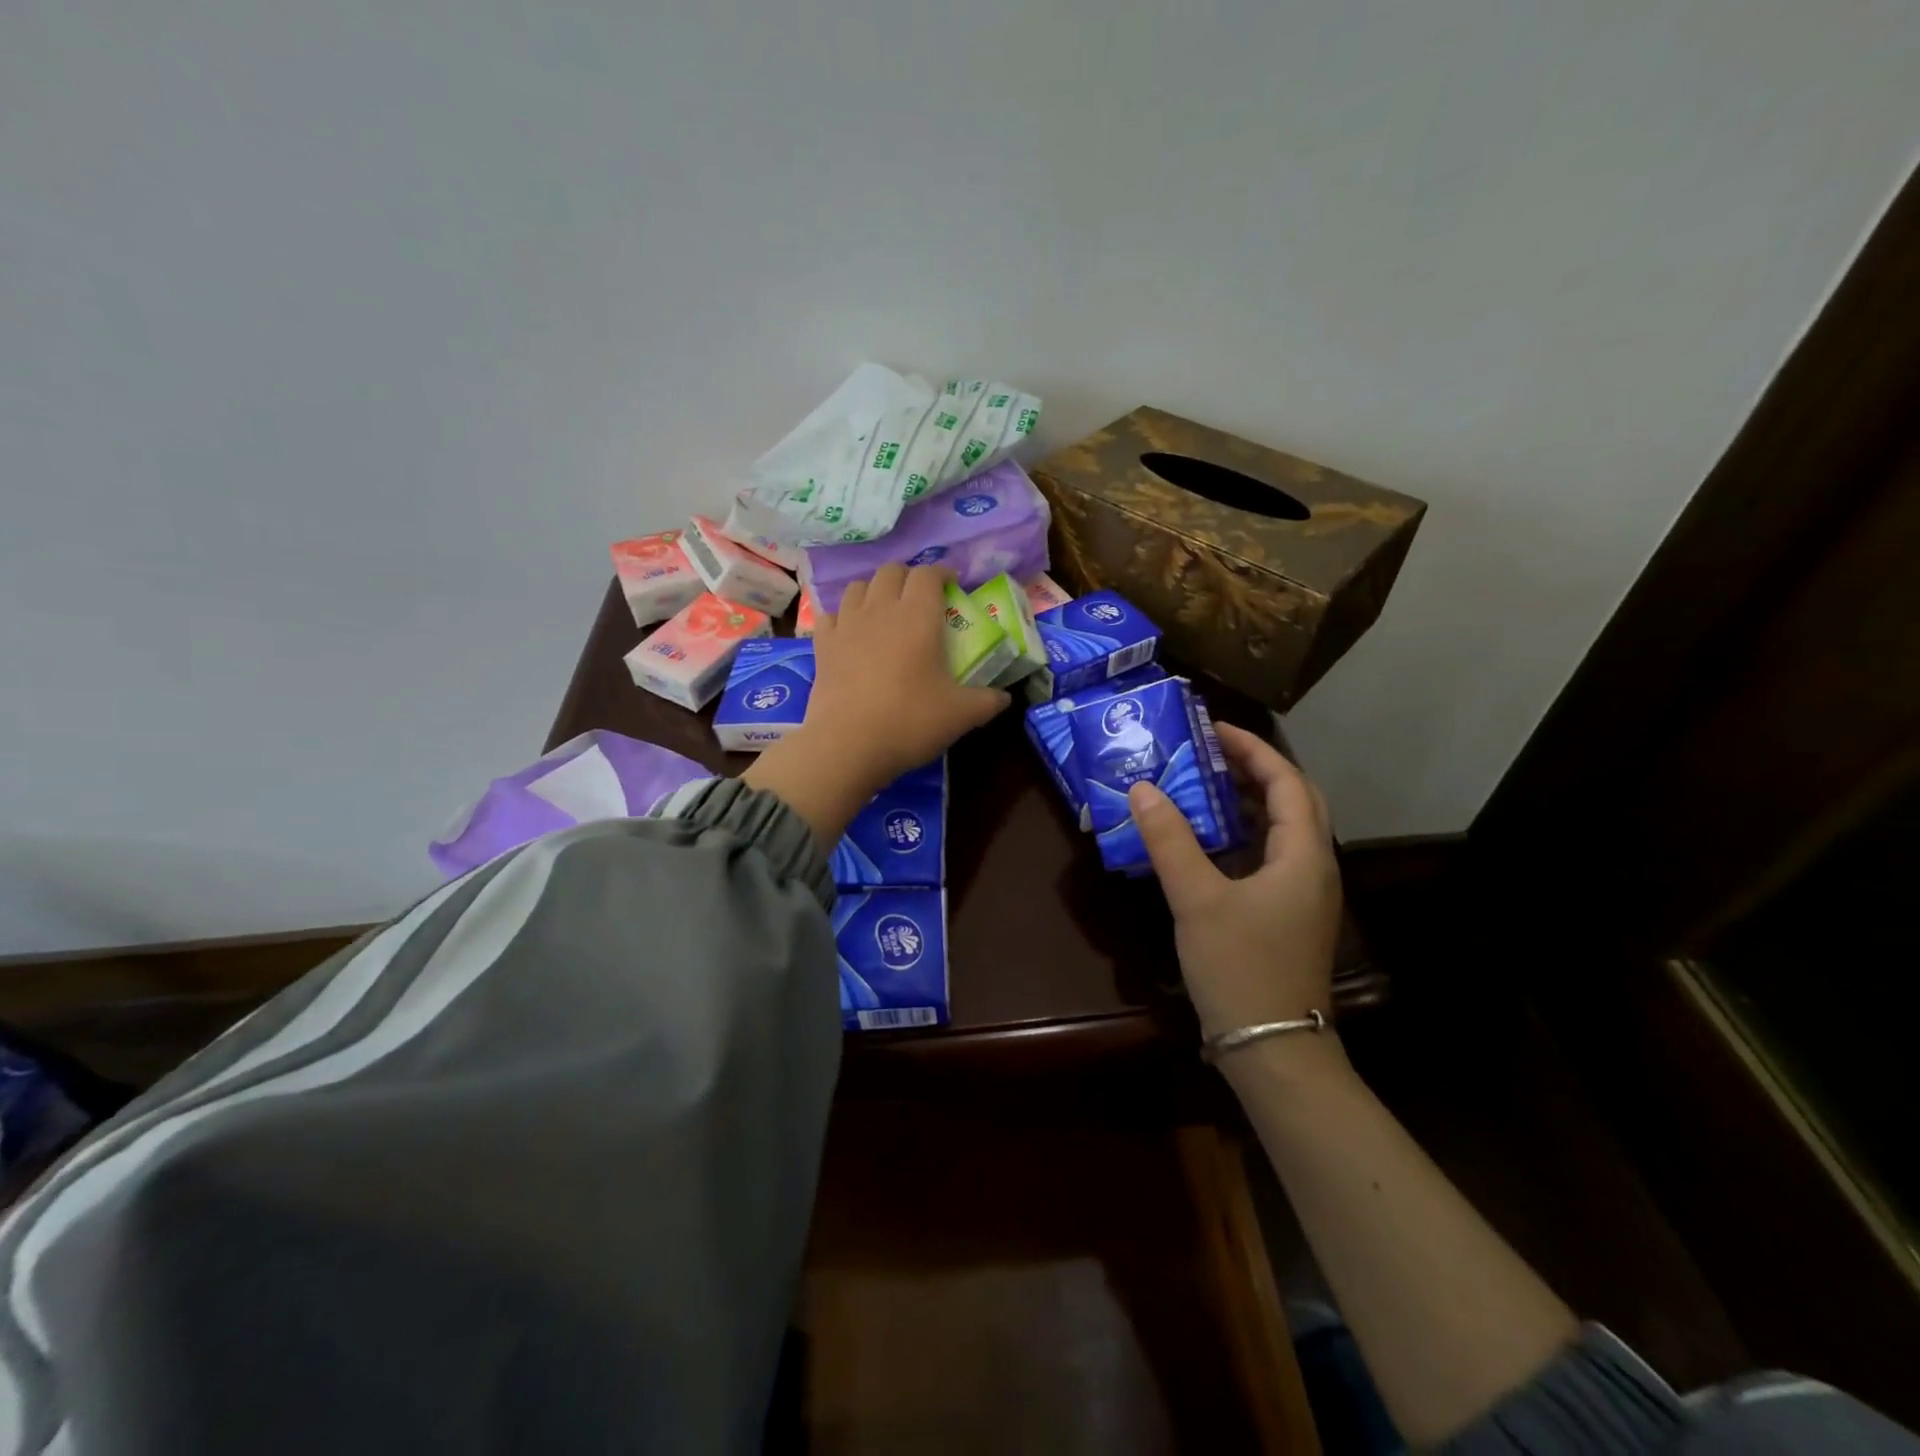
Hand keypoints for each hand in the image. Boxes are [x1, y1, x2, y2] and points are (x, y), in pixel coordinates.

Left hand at [805, 564, 1010, 786]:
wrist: (848, 745)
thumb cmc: (910, 721)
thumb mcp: (961, 715)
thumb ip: (988, 701)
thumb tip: (1006, 698)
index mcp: (918, 616)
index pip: (928, 574)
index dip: (942, 573)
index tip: (952, 585)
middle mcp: (880, 609)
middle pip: (891, 571)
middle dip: (908, 577)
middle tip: (920, 598)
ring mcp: (847, 625)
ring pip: (859, 587)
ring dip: (875, 591)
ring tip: (885, 610)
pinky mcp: (823, 645)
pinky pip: (831, 615)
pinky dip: (843, 616)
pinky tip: (851, 632)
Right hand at [1127, 722, 1342, 1039]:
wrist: (1273, 1050)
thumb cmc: (1241, 968)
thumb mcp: (1198, 900)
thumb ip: (1169, 841)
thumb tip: (1143, 789)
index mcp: (1303, 855)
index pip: (1287, 782)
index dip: (1252, 749)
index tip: (1212, 729)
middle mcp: (1313, 868)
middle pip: (1293, 801)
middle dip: (1254, 770)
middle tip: (1208, 753)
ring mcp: (1303, 895)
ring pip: (1281, 831)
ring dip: (1246, 803)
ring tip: (1201, 786)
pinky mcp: (1287, 916)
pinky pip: (1268, 857)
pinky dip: (1240, 836)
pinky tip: (1205, 842)